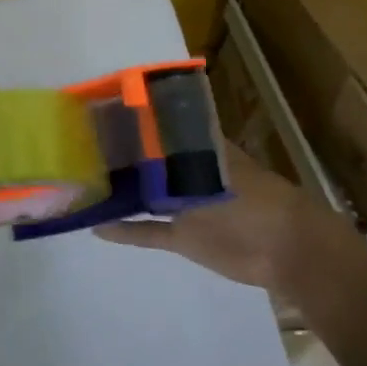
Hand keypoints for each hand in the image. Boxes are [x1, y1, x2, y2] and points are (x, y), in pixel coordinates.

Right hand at [96, 144, 366, 291]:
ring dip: (119, 193)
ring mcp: (185, 206)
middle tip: (79, 150)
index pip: (160, 127)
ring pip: (144, 196)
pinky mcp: (184, 237)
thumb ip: (172, 156)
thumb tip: (138, 129)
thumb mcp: (211, 170)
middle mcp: (188, 172)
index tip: (98, 114)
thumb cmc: (254, 199)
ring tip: (81, 185)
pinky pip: (148, 230)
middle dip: (119, 156)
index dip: (132, 121)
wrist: (287, 251)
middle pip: (147, 162)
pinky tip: (96, 227)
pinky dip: (125, 230)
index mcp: (199, 148)